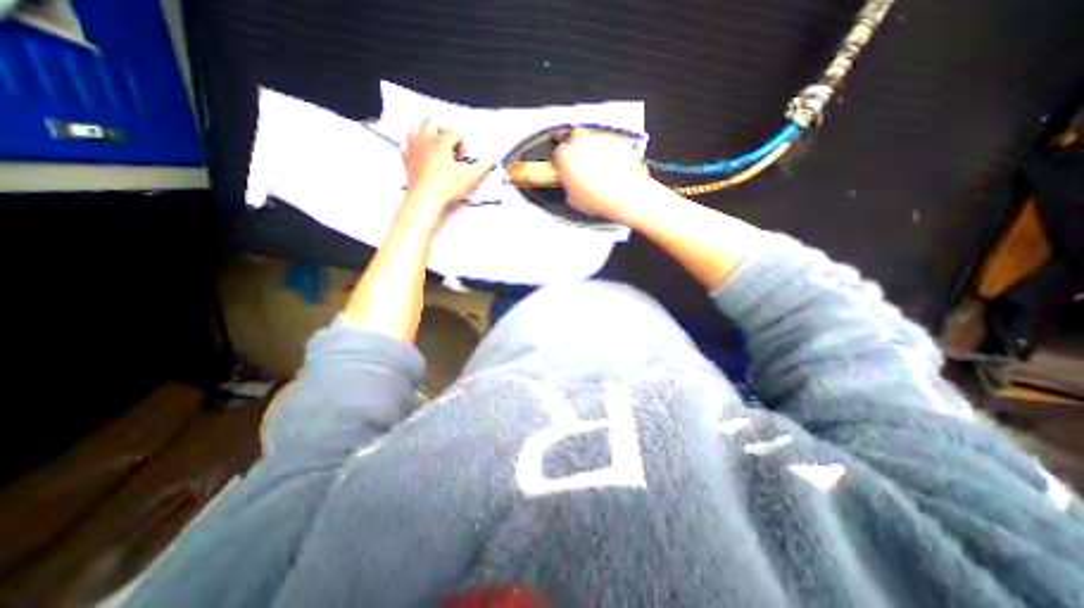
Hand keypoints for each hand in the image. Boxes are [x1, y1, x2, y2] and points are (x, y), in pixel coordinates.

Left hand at [402, 119, 494, 212]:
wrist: (425, 199)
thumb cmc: (446, 187)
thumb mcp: (469, 178)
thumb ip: (482, 168)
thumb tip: (491, 162)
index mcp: (441, 141)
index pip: (455, 133)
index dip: (462, 145)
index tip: (463, 159)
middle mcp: (425, 138)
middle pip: (433, 123)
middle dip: (443, 132)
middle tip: (450, 148)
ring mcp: (413, 146)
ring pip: (417, 127)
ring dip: (427, 133)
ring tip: (436, 147)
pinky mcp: (405, 156)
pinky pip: (406, 142)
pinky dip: (414, 143)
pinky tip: (421, 152)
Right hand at [551, 128, 651, 222]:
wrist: (624, 196)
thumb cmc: (598, 199)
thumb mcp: (573, 200)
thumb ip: (569, 186)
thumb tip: (571, 187)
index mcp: (565, 156)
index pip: (558, 153)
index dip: (562, 163)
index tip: (566, 170)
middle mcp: (581, 142)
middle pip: (575, 138)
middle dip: (577, 149)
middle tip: (581, 165)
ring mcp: (600, 139)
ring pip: (593, 139)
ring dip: (594, 151)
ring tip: (599, 170)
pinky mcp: (617, 141)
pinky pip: (610, 144)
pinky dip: (610, 153)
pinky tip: (612, 168)